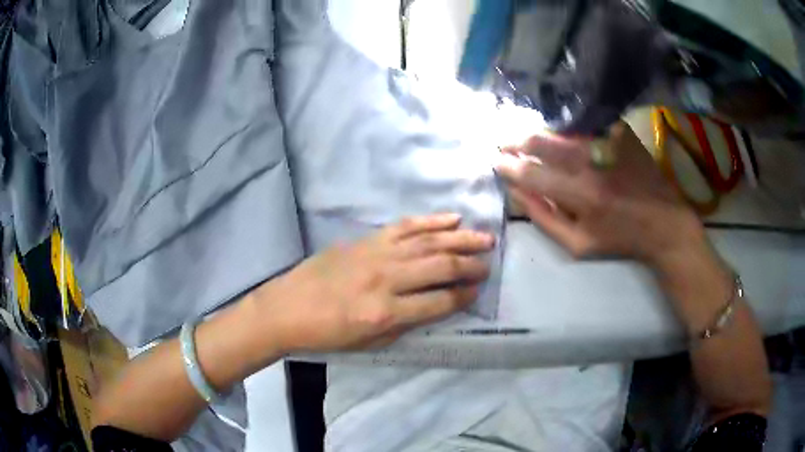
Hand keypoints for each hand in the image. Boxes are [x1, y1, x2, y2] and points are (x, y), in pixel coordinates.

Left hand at [257, 214, 493, 351]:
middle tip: (489, 263)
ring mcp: (376, 254)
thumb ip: (405, 323)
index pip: (438, 302)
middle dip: (470, 266)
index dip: (462, 297)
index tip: (477, 291)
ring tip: (484, 238)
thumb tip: (436, 306)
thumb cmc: (326, 334)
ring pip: (428, 242)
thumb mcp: (369, 342)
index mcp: (385, 312)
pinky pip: (405, 226)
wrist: (287, 307)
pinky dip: (430, 221)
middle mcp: (386, 279)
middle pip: (439, 267)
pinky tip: (452, 219)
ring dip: (460, 239)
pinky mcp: (366, 240)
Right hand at [495, 122, 705, 267]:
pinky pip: (586, 123)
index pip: (533, 174)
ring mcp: (608, 144)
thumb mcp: (579, 245)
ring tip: (524, 135)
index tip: (496, 161)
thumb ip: (544, 219)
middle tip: (503, 141)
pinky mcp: (620, 133)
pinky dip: (567, 125)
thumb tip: (516, 192)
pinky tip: (557, 129)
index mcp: (582, 197)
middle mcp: (593, 164)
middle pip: (544, 143)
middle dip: (516, 141)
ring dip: (539, 131)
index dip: (509, 166)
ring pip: (563, 130)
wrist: (663, 222)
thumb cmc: (620, 239)